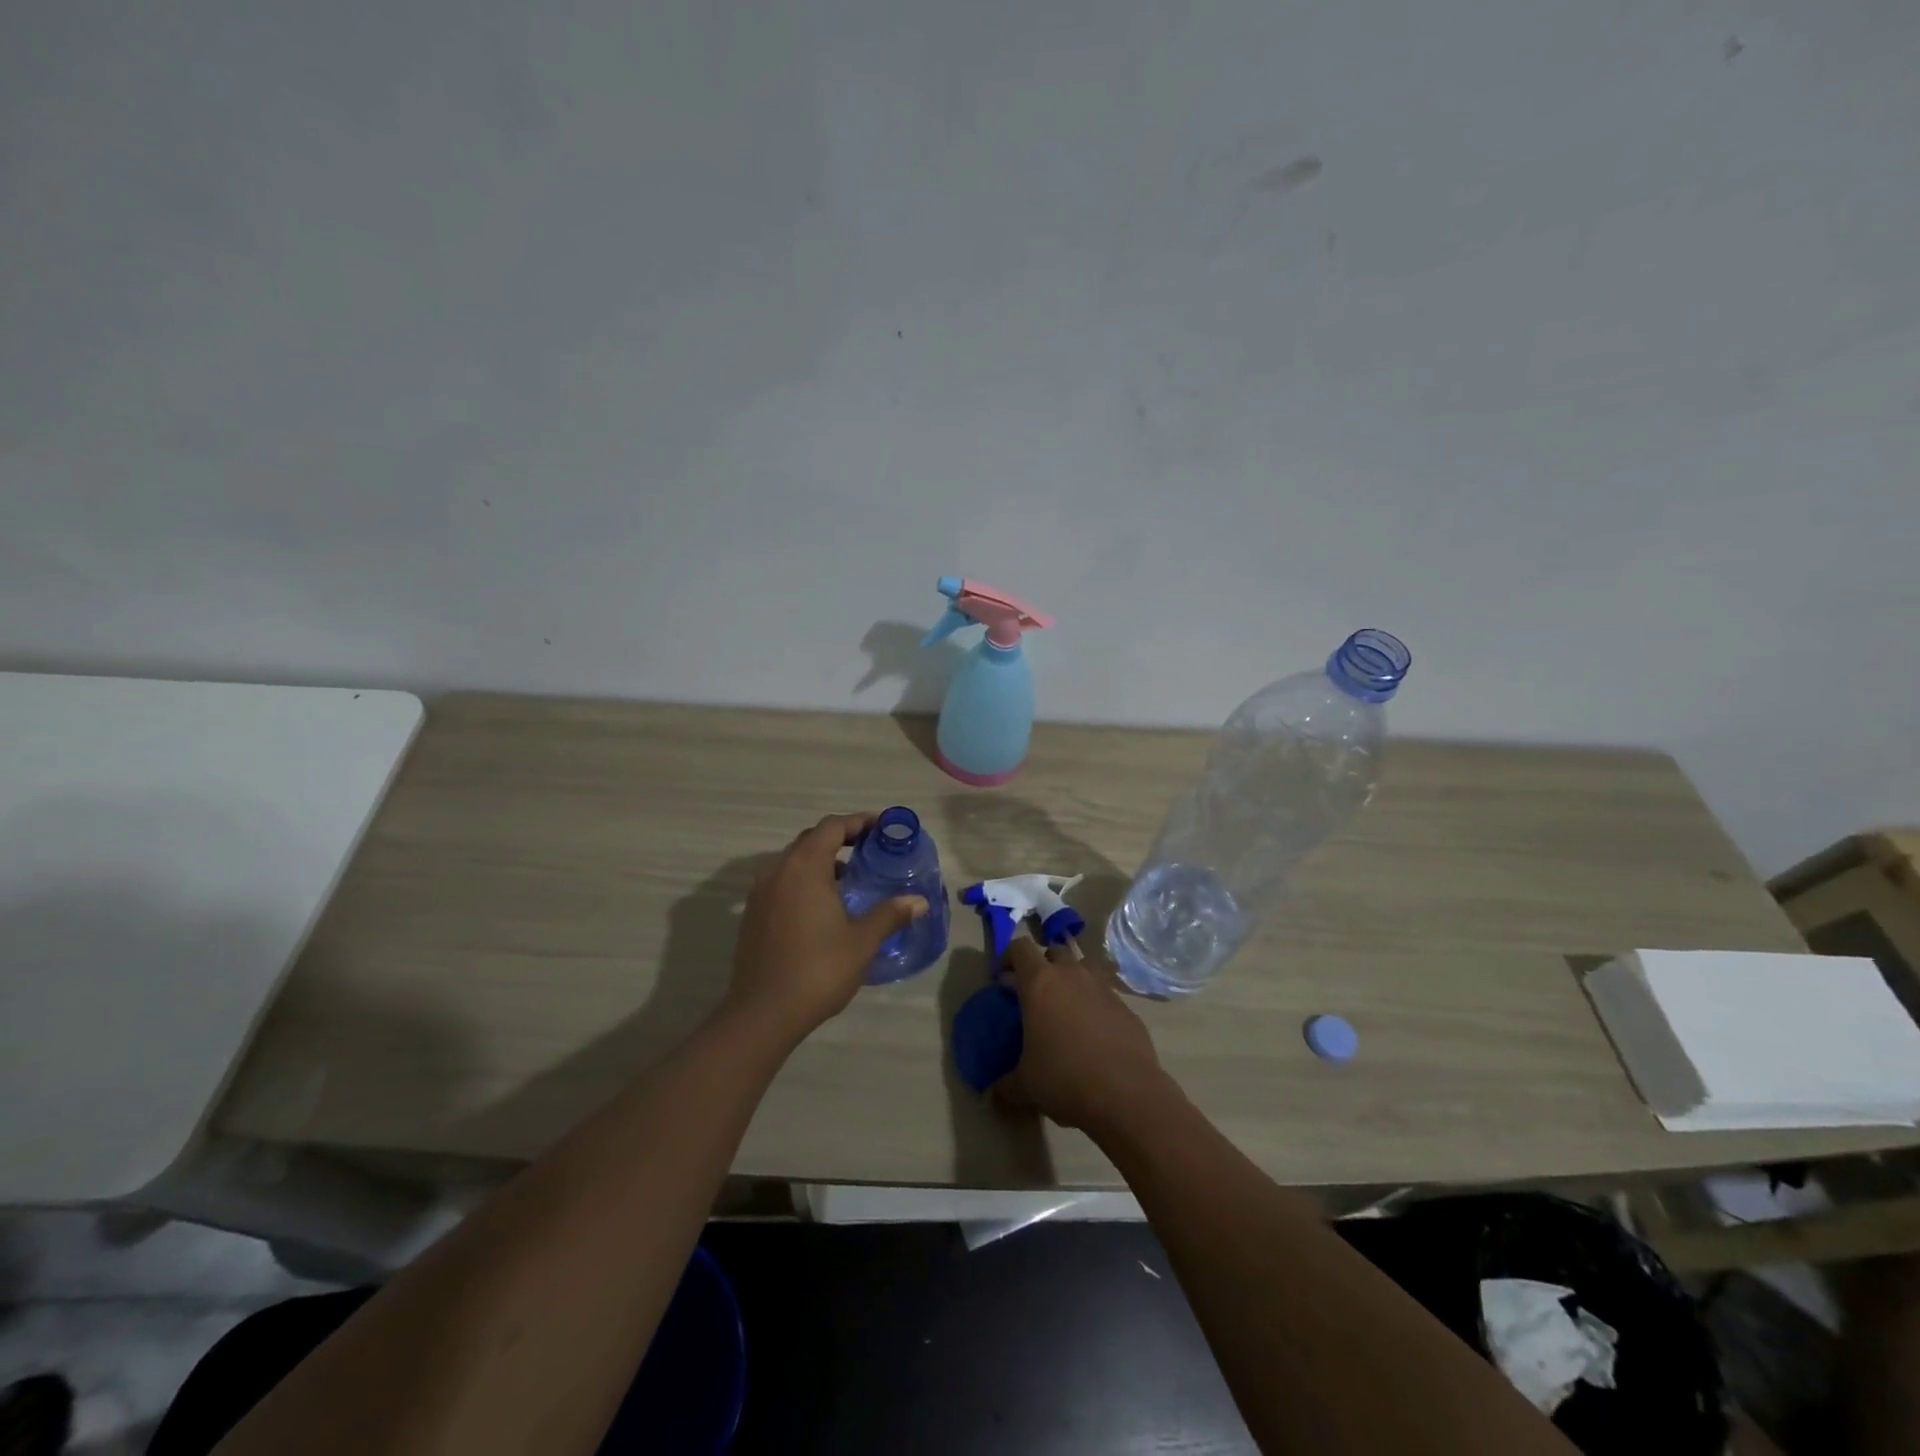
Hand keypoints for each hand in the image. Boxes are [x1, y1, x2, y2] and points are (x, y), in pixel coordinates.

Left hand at [725, 812, 927, 1045]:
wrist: (762, 1013)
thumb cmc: (817, 970)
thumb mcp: (862, 942)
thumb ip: (889, 914)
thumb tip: (919, 900)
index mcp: (804, 867)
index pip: (832, 827)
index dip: (859, 822)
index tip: (883, 828)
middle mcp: (778, 870)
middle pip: (811, 839)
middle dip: (841, 838)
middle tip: (871, 849)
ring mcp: (760, 891)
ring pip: (794, 860)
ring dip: (822, 860)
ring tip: (851, 877)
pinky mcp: (753, 913)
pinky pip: (782, 880)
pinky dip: (805, 879)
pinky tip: (824, 905)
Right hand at [994, 938, 1172, 1137]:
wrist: (1126, 1094)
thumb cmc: (1064, 1079)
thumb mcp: (1025, 1085)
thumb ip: (1005, 1084)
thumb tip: (994, 1093)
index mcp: (1040, 983)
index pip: (1020, 947)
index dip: (1009, 956)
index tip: (1004, 977)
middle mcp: (1072, 975)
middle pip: (1055, 950)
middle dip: (1044, 965)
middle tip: (1036, 993)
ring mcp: (1103, 988)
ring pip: (1084, 967)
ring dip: (1073, 979)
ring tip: (1067, 1008)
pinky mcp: (1127, 1008)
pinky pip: (1106, 995)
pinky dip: (1096, 1005)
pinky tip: (1094, 1035)